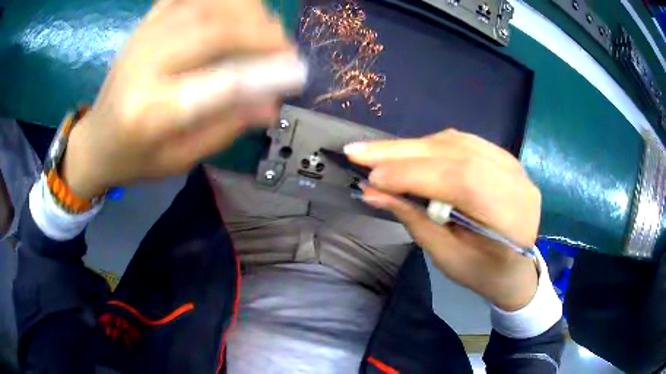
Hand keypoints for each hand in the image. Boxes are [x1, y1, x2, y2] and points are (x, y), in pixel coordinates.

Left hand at [63, 0, 305, 198]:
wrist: (95, 141)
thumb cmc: (135, 158)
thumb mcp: (180, 159)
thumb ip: (224, 129)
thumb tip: (272, 105)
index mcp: (151, 113)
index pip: (218, 83)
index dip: (265, 72)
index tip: (296, 72)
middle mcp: (144, 66)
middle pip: (212, 29)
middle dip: (259, 32)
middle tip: (284, 46)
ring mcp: (142, 38)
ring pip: (204, 4)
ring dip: (245, 9)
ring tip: (266, 25)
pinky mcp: (143, 25)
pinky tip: (234, 7)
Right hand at [345, 129, 540, 310]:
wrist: (517, 268)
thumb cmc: (483, 272)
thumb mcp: (447, 257)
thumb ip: (414, 220)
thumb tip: (373, 191)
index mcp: (509, 215)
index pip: (459, 179)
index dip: (413, 174)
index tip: (371, 177)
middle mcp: (515, 179)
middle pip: (455, 153)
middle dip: (403, 152)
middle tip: (358, 151)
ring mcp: (512, 164)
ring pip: (457, 142)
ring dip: (413, 146)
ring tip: (377, 152)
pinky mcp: (503, 157)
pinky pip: (463, 142)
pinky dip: (431, 145)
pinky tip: (409, 151)